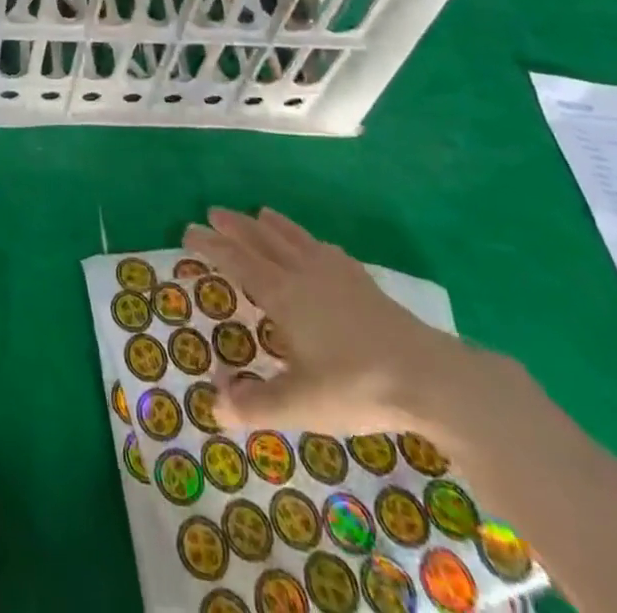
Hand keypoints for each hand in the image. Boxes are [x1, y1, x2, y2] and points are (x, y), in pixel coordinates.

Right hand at [183, 207, 472, 435]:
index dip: (211, 246)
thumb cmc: (356, 386)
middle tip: (214, 212)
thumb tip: (214, 403)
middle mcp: (303, 272)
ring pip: (294, 238)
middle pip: (262, 240)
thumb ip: (255, 404)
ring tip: (260, 212)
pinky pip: (325, 249)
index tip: (188, 232)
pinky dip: (310, 241)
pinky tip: (317, 247)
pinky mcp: (362, 281)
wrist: (428, 376)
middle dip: (235, 226)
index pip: (237, 261)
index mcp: (282, 294)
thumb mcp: (300, 404)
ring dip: (272, 225)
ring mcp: (336, 272)